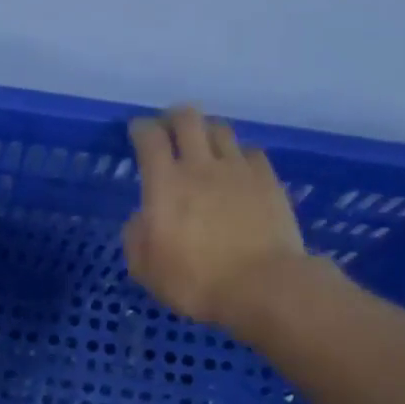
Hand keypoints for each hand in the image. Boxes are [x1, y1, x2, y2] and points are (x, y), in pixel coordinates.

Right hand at [124, 107, 308, 334]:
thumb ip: (136, 237)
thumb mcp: (146, 270)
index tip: (137, 131)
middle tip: (168, 129)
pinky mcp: (268, 179)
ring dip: (206, 132)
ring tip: (203, 146)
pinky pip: (250, 152)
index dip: (141, 129)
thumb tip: (140, 218)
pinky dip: (238, 155)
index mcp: (165, 185)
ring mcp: (238, 169)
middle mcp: (200, 166)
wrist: (262, 285)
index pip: (150, 139)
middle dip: (173, 118)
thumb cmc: (195, 281)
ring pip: (220, 130)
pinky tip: (236, 170)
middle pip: (188, 119)